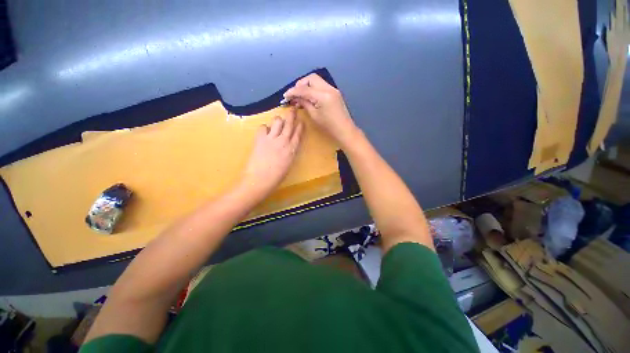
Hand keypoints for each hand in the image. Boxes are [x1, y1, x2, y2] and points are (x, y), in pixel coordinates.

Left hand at [240, 108, 302, 198]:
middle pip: (289, 124)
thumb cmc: (276, 177)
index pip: (298, 134)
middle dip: (292, 115)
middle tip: (293, 109)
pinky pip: (263, 127)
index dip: (300, 126)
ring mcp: (271, 139)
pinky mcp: (260, 139)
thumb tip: (288, 144)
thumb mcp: (288, 164)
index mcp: (292, 150)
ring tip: (277, 122)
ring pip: (277, 121)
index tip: (301, 121)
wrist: (259, 180)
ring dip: (278, 120)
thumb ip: (290, 152)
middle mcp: (283, 141)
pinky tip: (265, 132)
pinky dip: (265, 128)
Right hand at [283, 73, 358, 147]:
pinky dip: (314, 89)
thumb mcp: (314, 116)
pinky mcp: (335, 93)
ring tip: (300, 96)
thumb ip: (305, 103)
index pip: (304, 88)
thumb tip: (296, 97)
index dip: (293, 91)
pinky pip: (321, 86)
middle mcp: (329, 88)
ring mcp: (333, 89)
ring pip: (317, 80)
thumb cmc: (329, 127)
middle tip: (294, 94)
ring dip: (307, 85)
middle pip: (311, 78)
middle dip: (300, 84)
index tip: (285, 96)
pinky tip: (309, 97)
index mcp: (323, 95)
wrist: (345, 130)